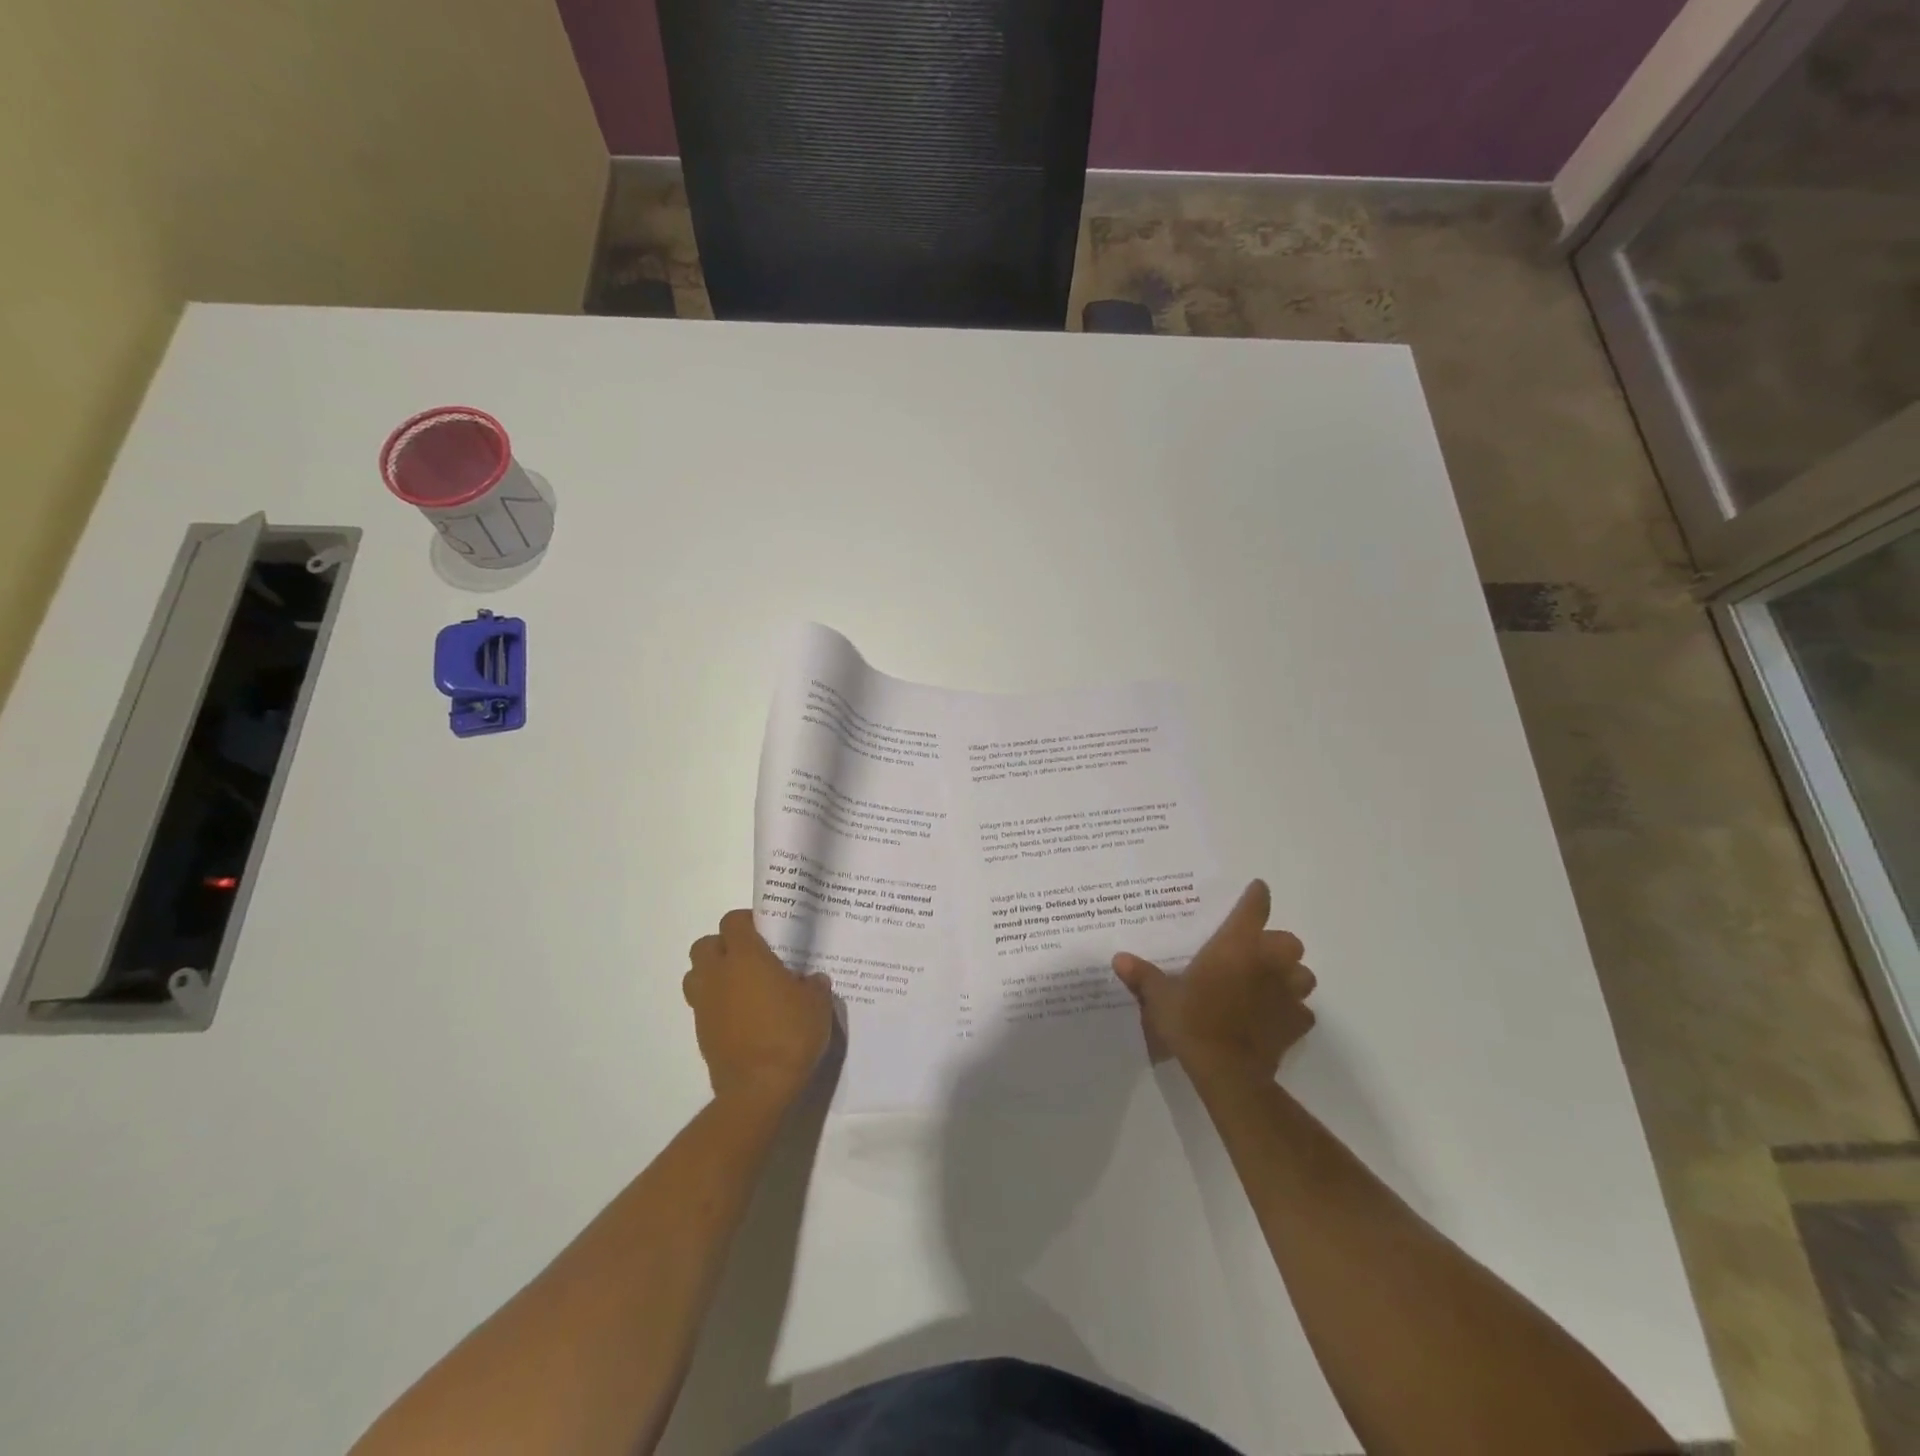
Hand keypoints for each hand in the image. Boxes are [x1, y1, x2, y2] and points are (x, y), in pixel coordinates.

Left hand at [684, 910, 834, 1105]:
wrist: (758, 1089)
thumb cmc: (790, 1035)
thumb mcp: (817, 1005)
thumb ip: (813, 985)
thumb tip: (810, 980)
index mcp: (745, 957)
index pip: (733, 921)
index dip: (747, 921)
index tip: (765, 930)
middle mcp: (718, 975)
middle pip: (705, 944)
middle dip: (723, 945)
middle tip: (750, 957)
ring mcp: (704, 1004)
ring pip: (696, 974)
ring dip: (713, 973)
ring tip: (740, 985)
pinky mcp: (701, 1032)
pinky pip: (702, 1005)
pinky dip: (716, 1003)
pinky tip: (741, 1016)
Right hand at [1111, 880, 1315, 1082]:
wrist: (1226, 1070)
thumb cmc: (1192, 1021)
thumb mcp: (1160, 997)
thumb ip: (1143, 975)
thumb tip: (1119, 959)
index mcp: (1235, 946)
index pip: (1254, 909)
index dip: (1257, 896)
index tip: (1257, 889)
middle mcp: (1267, 963)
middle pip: (1289, 941)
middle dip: (1277, 944)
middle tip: (1256, 954)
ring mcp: (1287, 994)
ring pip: (1304, 975)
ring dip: (1291, 976)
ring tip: (1271, 984)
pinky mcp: (1296, 1024)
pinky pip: (1302, 1012)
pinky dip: (1293, 1012)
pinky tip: (1276, 1018)